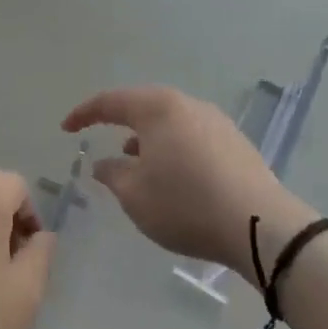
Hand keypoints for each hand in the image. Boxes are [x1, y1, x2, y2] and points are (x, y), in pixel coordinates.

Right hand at [62, 86, 316, 280]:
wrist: (261, 226)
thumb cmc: (185, 204)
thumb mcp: (134, 194)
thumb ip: (112, 174)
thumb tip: (104, 163)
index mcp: (157, 108)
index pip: (110, 102)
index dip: (84, 114)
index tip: (66, 129)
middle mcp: (188, 105)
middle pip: (143, 107)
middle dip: (120, 124)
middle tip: (102, 140)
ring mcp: (217, 122)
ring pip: (170, 123)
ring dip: (147, 139)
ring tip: (135, 163)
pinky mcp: (237, 144)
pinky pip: (192, 137)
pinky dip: (173, 149)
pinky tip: (172, 175)